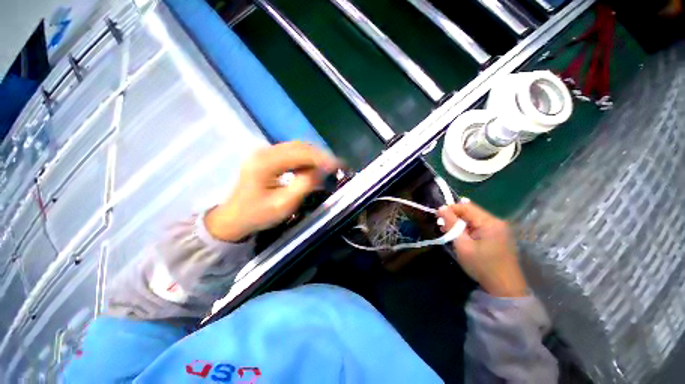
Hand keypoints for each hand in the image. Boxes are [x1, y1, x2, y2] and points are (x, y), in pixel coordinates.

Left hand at [205, 142, 339, 241]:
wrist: (233, 218)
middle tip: (335, 167)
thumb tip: (322, 171)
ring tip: (326, 168)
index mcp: (266, 163)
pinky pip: (291, 153)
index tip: (339, 165)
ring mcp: (265, 153)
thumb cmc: (257, 215)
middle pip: (300, 146)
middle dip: (320, 155)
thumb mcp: (284, 204)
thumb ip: (304, 185)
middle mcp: (265, 152)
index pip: (301, 153)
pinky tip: (311, 168)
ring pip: (296, 147)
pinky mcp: (267, 157)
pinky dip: (305, 159)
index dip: (322, 158)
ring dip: (314, 156)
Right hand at [437, 201, 527, 296]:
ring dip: (459, 223)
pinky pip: (478, 227)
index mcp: (490, 222)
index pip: (466, 207)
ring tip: (448, 232)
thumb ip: (452, 225)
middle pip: (470, 212)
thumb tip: (441, 208)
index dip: (450, 209)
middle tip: (441, 226)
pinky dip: (467, 229)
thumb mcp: (462, 245)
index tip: (437, 216)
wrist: (505, 288)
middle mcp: (496, 222)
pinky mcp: (498, 236)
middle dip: (454, 217)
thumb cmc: (482, 266)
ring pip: (473, 219)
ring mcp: (499, 229)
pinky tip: (460, 237)